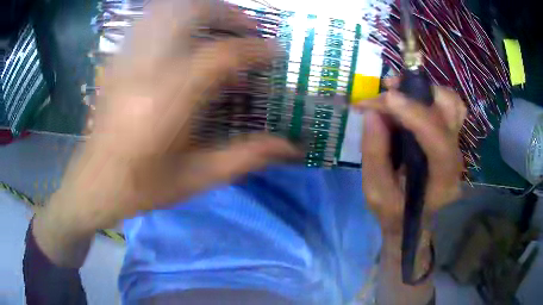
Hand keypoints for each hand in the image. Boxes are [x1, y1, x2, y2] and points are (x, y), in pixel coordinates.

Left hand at [42, 0, 297, 236]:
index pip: (219, 56)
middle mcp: (144, 72)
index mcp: (166, 105)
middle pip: (189, 13)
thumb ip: (247, 156)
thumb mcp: (198, 179)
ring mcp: (126, 61)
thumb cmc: (143, 188)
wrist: (95, 183)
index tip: (276, 51)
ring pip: (166, 9)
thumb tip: (291, 146)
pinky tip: (187, 33)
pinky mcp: (117, 61)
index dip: (254, 49)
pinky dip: (174, 15)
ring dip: (201, 8)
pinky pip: (147, 20)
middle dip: (227, 13)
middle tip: (249, 29)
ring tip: (221, 24)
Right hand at [357, 79, 466, 234]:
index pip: (439, 142)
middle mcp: (455, 159)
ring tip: (395, 90)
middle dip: (420, 93)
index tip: (387, 99)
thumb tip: (372, 112)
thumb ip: (374, 154)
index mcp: (442, 182)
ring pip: (451, 103)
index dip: (416, 115)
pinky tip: (406, 99)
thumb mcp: (376, 192)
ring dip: (424, 90)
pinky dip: (426, 95)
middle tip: (389, 90)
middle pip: (452, 112)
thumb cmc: (394, 211)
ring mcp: (456, 145)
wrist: (411, 218)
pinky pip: (445, 106)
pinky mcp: (449, 136)